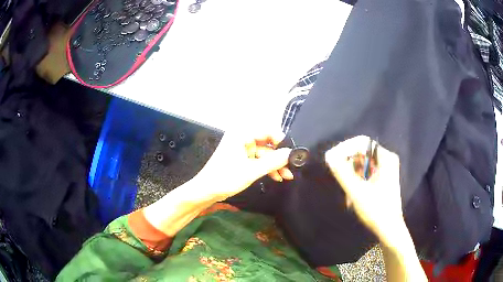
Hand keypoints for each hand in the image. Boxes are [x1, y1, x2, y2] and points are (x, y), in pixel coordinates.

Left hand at [196, 128, 292, 201]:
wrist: (205, 192)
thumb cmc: (225, 178)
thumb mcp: (252, 171)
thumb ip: (273, 161)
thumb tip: (291, 153)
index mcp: (241, 134)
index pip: (267, 131)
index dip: (281, 141)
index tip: (292, 153)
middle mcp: (242, 138)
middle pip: (267, 144)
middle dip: (279, 157)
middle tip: (292, 167)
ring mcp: (241, 149)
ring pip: (263, 154)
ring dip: (275, 165)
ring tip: (287, 176)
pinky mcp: (241, 159)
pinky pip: (257, 161)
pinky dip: (267, 168)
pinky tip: (277, 177)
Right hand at [325, 135, 403, 245]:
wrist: (389, 229)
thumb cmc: (376, 210)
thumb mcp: (357, 191)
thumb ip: (342, 172)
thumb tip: (328, 155)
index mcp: (385, 158)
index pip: (362, 142)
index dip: (345, 148)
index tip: (332, 159)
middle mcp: (386, 159)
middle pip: (361, 152)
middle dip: (348, 164)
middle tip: (338, 177)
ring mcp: (385, 169)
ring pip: (362, 163)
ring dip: (351, 174)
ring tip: (345, 191)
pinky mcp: (382, 179)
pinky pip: (365, 172)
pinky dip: (356, 180)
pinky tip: (351, 195)